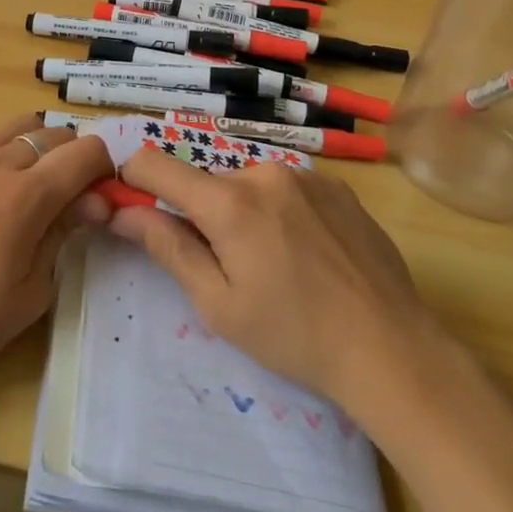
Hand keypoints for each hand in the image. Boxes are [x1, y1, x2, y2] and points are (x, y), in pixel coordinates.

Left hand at [0, 116, 112, 403]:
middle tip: (72, 200)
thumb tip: (96, 202)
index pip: (86, 151)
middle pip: (56, 133)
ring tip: (34, 186)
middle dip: (76, 159)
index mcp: (29, 195)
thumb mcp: (32, 291)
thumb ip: (65, 234)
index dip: (104, 170)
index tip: (101, 200)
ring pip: (20, 125)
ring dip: (39, 146)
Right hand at [108, 152, 440, 410]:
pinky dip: (281, 212)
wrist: (391, 347)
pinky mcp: (337, 186)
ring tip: (277, 265)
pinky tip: (309, 254)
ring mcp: (306, 176)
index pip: (156, 164)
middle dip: (203, 215)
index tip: (133, 207)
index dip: (133, 180)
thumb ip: (167, 248)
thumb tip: (121, 212)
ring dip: (245, 214)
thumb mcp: (219, 304)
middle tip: (229, 267)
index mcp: (229, 202)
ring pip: (249, 185)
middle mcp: (264, 173)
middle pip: (208, 182)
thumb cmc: (294, 335)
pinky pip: (287, 188)